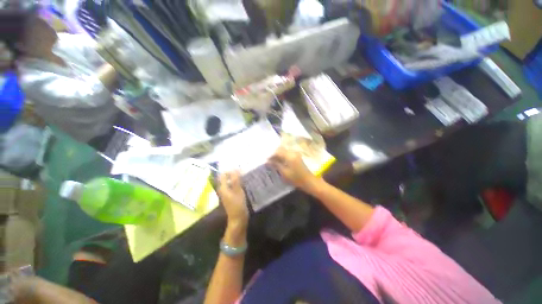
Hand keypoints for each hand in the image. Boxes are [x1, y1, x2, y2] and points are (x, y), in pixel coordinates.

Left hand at [217, 171, 247, 227]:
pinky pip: (233, 186)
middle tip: (241, 168)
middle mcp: (223, 189)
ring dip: (235, 177)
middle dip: (232, 172)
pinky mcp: (231, 195)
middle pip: (226, 178)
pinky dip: (237, 182)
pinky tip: (243, 181)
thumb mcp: (238, 191)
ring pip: (230, 181)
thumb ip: (236, 180)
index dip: (229, 169)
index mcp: (223, 187)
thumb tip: (235, 168)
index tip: (237, 166)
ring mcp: (227, 193)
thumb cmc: (237, 205)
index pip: (223, 175)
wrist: (238, 219)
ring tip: (243, 173)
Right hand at [268, 146, 319, 191]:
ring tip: (273, 160)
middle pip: (281, 149)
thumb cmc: (297, 179)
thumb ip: (276, 165)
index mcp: (289, 155)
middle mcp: (293, 152)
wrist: (310, 182)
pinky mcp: (297, 156)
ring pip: (284, 151)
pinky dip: (282, 156)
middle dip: (274, 154)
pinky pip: (287, 153)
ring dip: (278, 154)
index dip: (271, 155)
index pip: (277, 152)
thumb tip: (267, 161)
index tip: (266, 160)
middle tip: (268, 160)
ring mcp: (296, 154)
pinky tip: (279, 161)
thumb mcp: (284, 172)